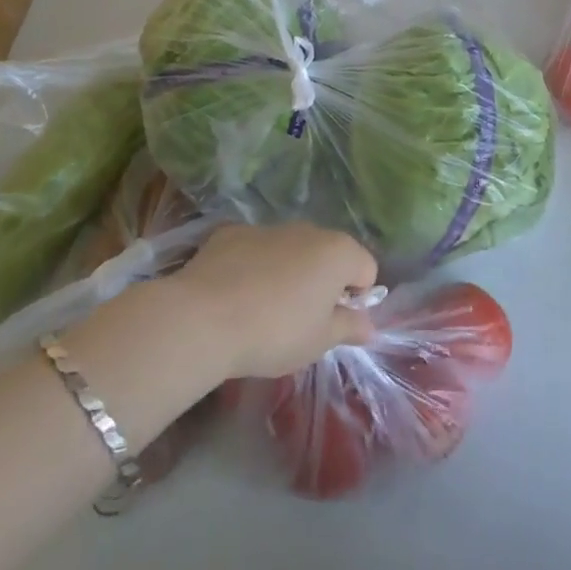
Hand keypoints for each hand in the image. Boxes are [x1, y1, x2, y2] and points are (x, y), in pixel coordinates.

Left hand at [162, 223, 379, 380]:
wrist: (202, 319)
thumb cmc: (275, 332)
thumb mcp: (319, 341)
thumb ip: (349, 328)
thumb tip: (369, 325)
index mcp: (338, 252)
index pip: (366, 269)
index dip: (357, 298)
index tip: (334, 324)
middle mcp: (308, 230)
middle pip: (328, 255)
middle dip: (322, 282)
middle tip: (301, 319)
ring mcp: (267, 228)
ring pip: (290, 249)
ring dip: (288, 272)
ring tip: (263, 309)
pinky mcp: (230, 233)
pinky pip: (254, 250)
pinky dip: (252, 266)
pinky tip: (234, 295)